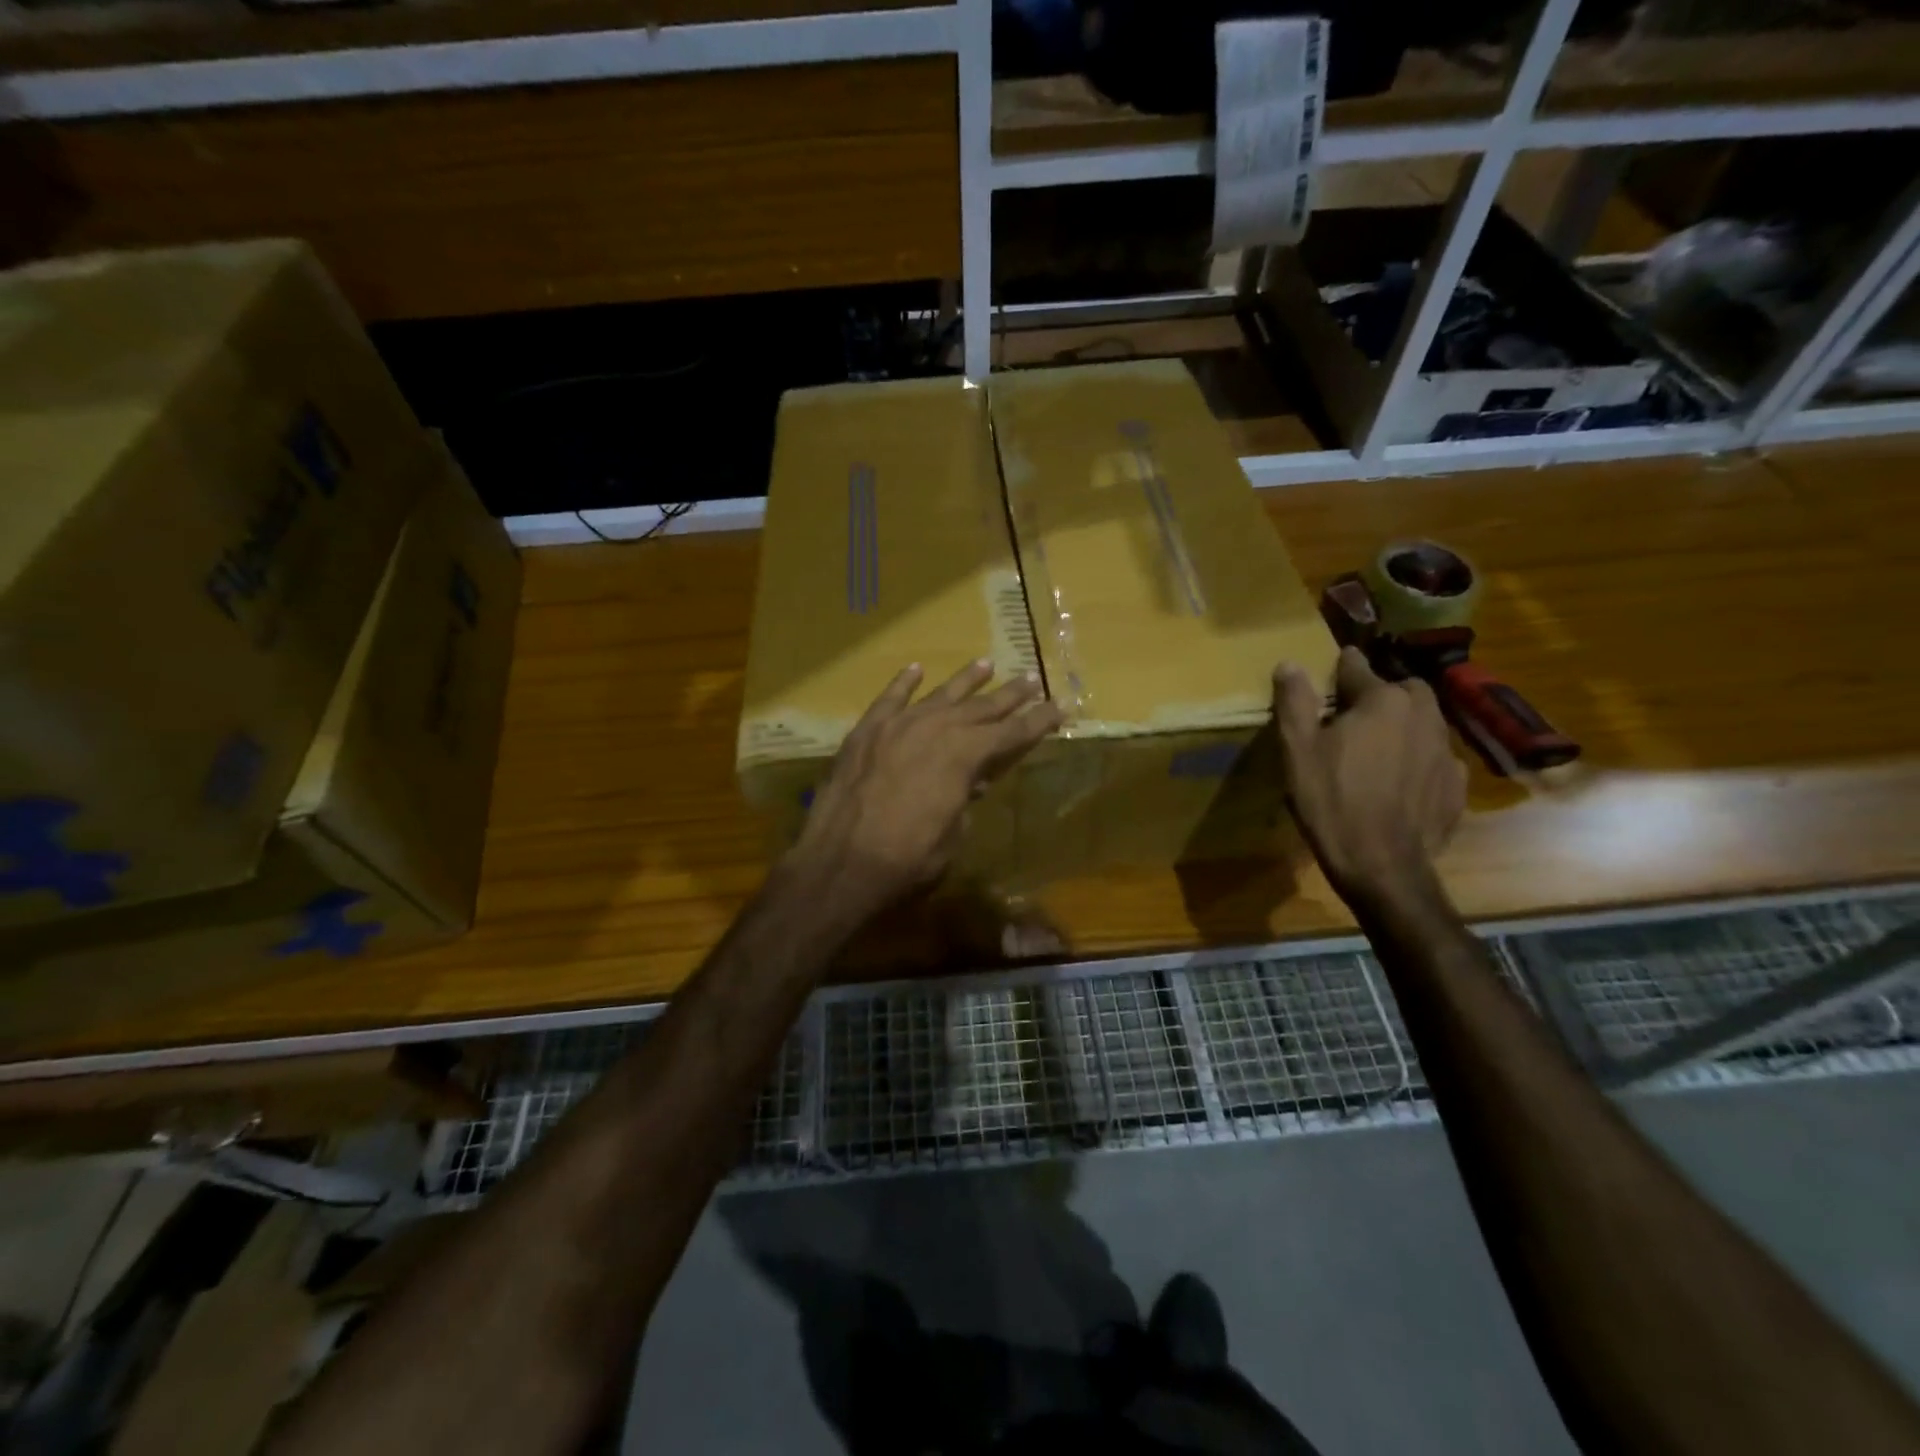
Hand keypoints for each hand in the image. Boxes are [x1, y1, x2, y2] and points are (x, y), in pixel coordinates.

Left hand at [790, 660, 1062, 916]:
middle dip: (1009, 695)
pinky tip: (916, 670)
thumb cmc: (907, 860)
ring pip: (939, 695)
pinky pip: (890, 699)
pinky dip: (904, 683)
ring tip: (986, 665)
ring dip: (965, 681)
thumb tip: (970, 782)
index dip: (1038, 721)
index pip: (1011, 732)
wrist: (839, 862)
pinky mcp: (865, 732)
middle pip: (980, 707)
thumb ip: (964, 800)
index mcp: (964, 755)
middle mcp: (935, 729)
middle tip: (1031, 681)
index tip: (1059, 707)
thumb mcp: (953, 834)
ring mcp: (897, 725)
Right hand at [1273, 646, 1466, 908]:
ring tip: (1378, 748)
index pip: (1358, 668)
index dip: (1341, 668)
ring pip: (1425, 722)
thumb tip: (1290, 663)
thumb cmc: (1331, 799)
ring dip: (1403, 726)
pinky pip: (1437, 759)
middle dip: (1382, 694)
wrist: (1381, 864)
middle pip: (1403, 690)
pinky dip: (1419, 761)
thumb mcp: (1298, 749)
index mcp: (1383, 701)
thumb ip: (1294, 701)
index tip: (1332, 668)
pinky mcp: (1457, 786)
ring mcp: (1447, 752)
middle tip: (1355, 715)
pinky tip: (1400, 782)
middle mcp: (1424, 716)